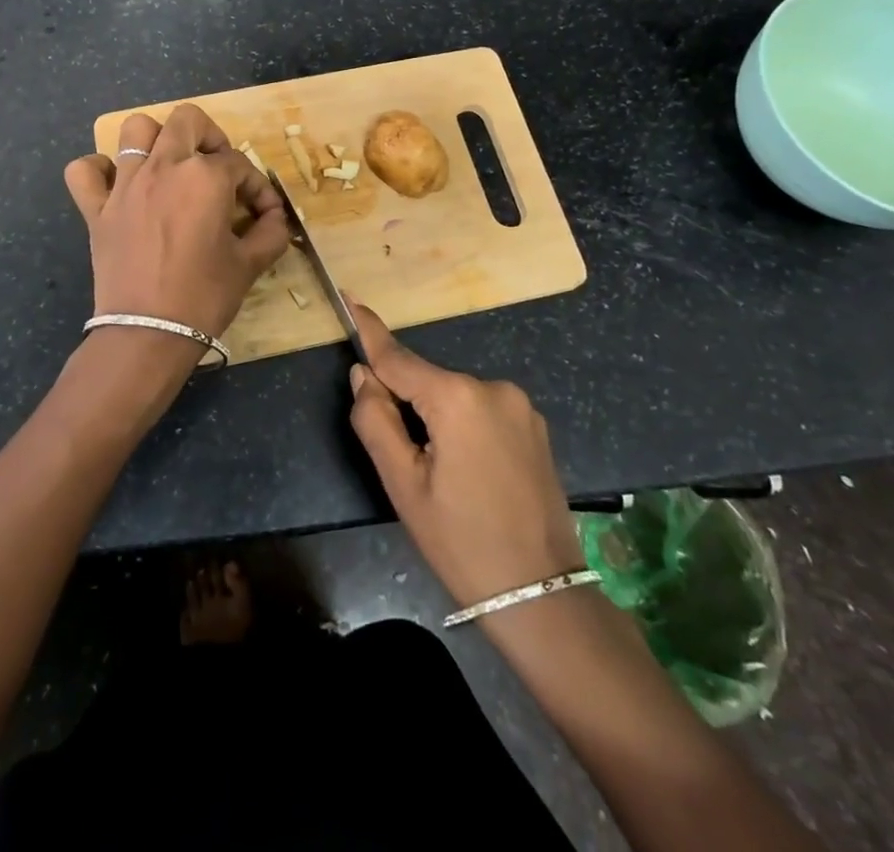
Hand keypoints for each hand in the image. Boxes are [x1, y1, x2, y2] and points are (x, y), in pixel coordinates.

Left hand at [63, 105, 289, 348]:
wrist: (148, 332)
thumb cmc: (204, 296)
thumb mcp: (249, 264)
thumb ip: (270, 232)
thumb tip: (276, 217)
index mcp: (205, 177)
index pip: (239, 165)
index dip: (257, 187)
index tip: (263, 213)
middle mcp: (163, 167)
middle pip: (187, 120)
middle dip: (210, 137)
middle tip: (217, 169)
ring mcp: (125, 184)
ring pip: (135, 129)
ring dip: (156, 140)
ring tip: (170, 166)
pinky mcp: (96, 208)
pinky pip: (84, 170)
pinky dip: (99, 170)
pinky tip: (117, 185)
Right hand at [346, 302, 581, 609]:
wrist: (542, 595)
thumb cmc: (461, 542)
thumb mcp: (402, 485)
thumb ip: (375, 419)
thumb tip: (364, 375)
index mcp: (457, 398)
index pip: (399, 358)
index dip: (371, 332)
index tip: (351, 298)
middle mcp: (492, 387)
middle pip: (426, 380)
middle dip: (404, 400)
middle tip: (401, 456)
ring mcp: (520, 405)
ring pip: (454, 396)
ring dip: (435, 416)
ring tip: (440, 474)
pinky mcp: (534, 424)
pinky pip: (481, 409)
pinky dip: (462, 424)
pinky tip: (469, 471)